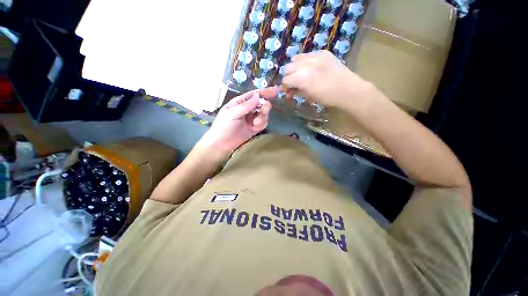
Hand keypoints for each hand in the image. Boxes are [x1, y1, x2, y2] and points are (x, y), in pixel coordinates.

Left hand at [198, 87, 277, 158]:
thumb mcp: (232, 114)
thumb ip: (246, 106)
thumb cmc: (223, 126)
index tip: (276, 91)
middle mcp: (247, 109)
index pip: (254, 95)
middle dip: (264, 107)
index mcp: (240, 102)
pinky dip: (261, 124)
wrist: (221, 144)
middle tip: (264, 110)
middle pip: (261, 104)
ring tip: (256, 122)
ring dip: (262, 117)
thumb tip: (258, 96)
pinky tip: (255, 127)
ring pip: (264, 113)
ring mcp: (251, 118)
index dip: (265, 92)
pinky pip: (263, 123)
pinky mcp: (254, 127)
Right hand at [282, 50, 371, 108]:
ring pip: (295, 59)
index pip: (285, 80)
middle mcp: (305, 64)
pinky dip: (304, 62)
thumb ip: (296, 92)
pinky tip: (310, 69)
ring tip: (299, 75)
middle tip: (292, 84)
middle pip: (287, 68)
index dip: (284, 87)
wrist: (347, 89)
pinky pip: (307, 55)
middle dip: (288, 77)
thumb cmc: (326, 97)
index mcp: (301, 78)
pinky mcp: (322, 52)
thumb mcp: (308, 97)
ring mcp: (314, 56)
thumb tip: (287, 92)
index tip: (286, 91)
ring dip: (294, 68)